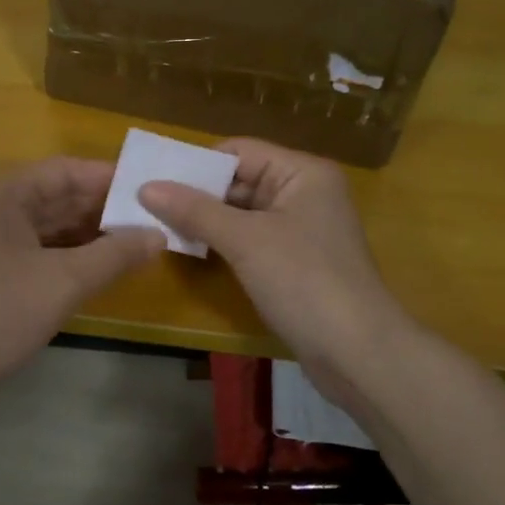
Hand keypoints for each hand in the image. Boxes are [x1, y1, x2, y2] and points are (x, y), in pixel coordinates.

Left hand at [0, 157, 163, 414]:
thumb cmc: (1, 312)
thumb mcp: (66, 280)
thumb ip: (116, 254)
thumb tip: (159, 235)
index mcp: (6, 194)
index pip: (67, 170)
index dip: (109, 179)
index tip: (152, 191)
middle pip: (59, 196)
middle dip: (104, 208)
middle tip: (154, 219)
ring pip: (51, 226)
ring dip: (91, 233)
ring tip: (138, 243)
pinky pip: (40, 250)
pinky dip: (71, 255)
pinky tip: (102, 267)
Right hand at [138, 139, 409, 384]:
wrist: (358, 353)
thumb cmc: (304, 281)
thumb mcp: (245, 240)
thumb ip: (195, 210)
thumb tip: (146, 188)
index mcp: (302, 172)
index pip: (239, 151)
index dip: (197, 164)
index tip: (154, 179)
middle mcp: (304, 192)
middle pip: (240, 180)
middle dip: (197, 193)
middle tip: (146, 204)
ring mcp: (301, 228)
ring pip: (242, 211)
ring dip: (206, 219)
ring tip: (158, 225)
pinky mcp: (295, 260)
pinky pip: (251, 237)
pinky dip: (223, 241)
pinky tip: (190, 248)